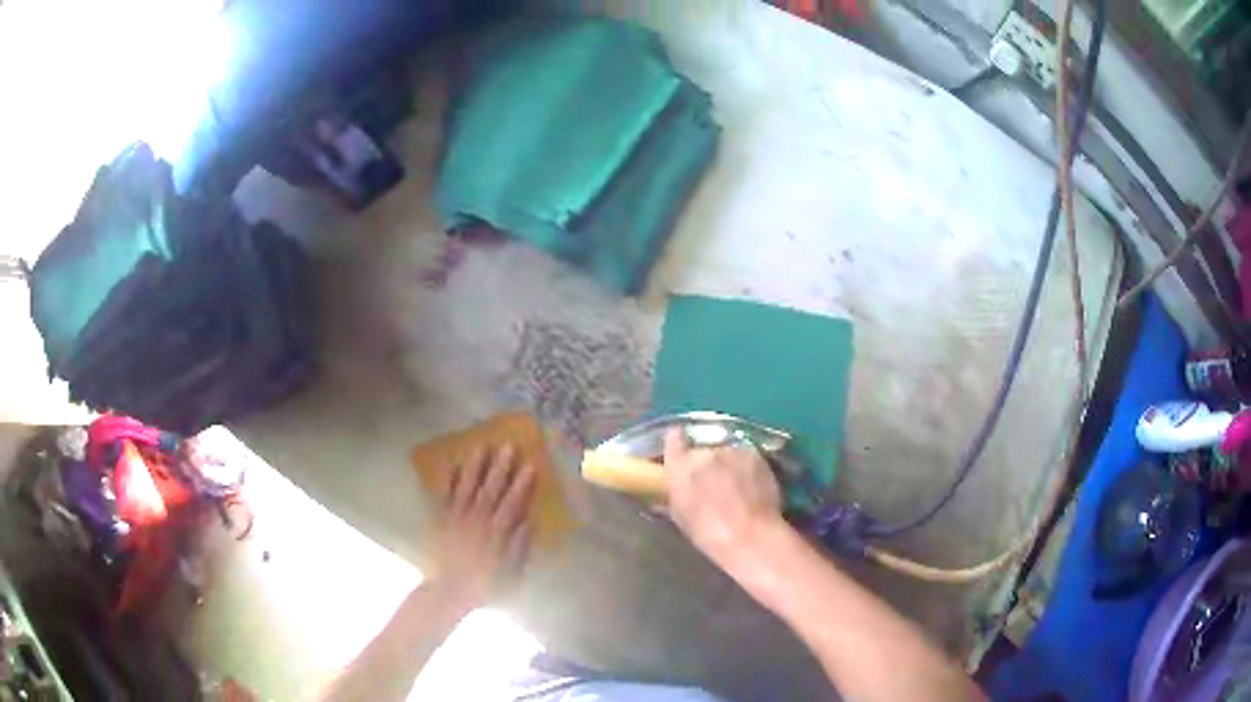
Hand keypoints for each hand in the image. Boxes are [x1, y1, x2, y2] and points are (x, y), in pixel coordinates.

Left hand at [430, 445, 534, 608]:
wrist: (449, 591)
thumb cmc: (485, 585)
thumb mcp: (511, 573)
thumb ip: (520, 548)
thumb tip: (529, 522)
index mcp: (496, 535)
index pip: (511, 504)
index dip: (520, 485)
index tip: (530, 465)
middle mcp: (476, 522)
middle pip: (489, 490)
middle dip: (499, 468)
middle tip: (507, 445)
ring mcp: (456, 519)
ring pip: (466, 488)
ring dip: (473, 467)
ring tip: (480, 446)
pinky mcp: (441, 520)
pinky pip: (443, 497)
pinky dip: (447, 481)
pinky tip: (451, 464)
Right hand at [662, 429, 785, 568]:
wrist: (750, 537)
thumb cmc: (709, 533)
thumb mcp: (681, 518)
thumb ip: (671, 498)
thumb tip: (666, 493)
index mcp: (680, 466)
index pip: (673, 437)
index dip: (677, 443)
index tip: (681, 452)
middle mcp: (705, 451)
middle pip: (702, 448)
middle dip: (705, 462)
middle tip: (712, 481)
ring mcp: (732, 451)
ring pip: (726, 452)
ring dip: (727, 464)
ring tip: (735, 485)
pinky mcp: (755, 454)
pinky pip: (746, 456)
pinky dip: (746, 467)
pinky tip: (751, 485)